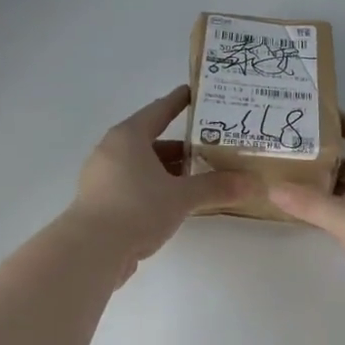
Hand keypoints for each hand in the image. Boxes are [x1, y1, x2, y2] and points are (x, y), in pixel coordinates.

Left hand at [69, 87, 252, 277]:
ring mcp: (102, 177)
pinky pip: (133, 185)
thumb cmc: (137, 208)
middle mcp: (111, 150)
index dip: (178, 102)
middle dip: (181, 146)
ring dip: (168, 171)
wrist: (92, 250)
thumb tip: (251, 183)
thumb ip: (216, 187)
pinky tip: (174, 203)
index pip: (158, 111)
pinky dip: (154, 188)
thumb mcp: (181, 196)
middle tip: (210, 147)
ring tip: (198, 178)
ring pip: (142, 166)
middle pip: (151, 141)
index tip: (194, 93)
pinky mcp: (100, 202)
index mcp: (128, 137)